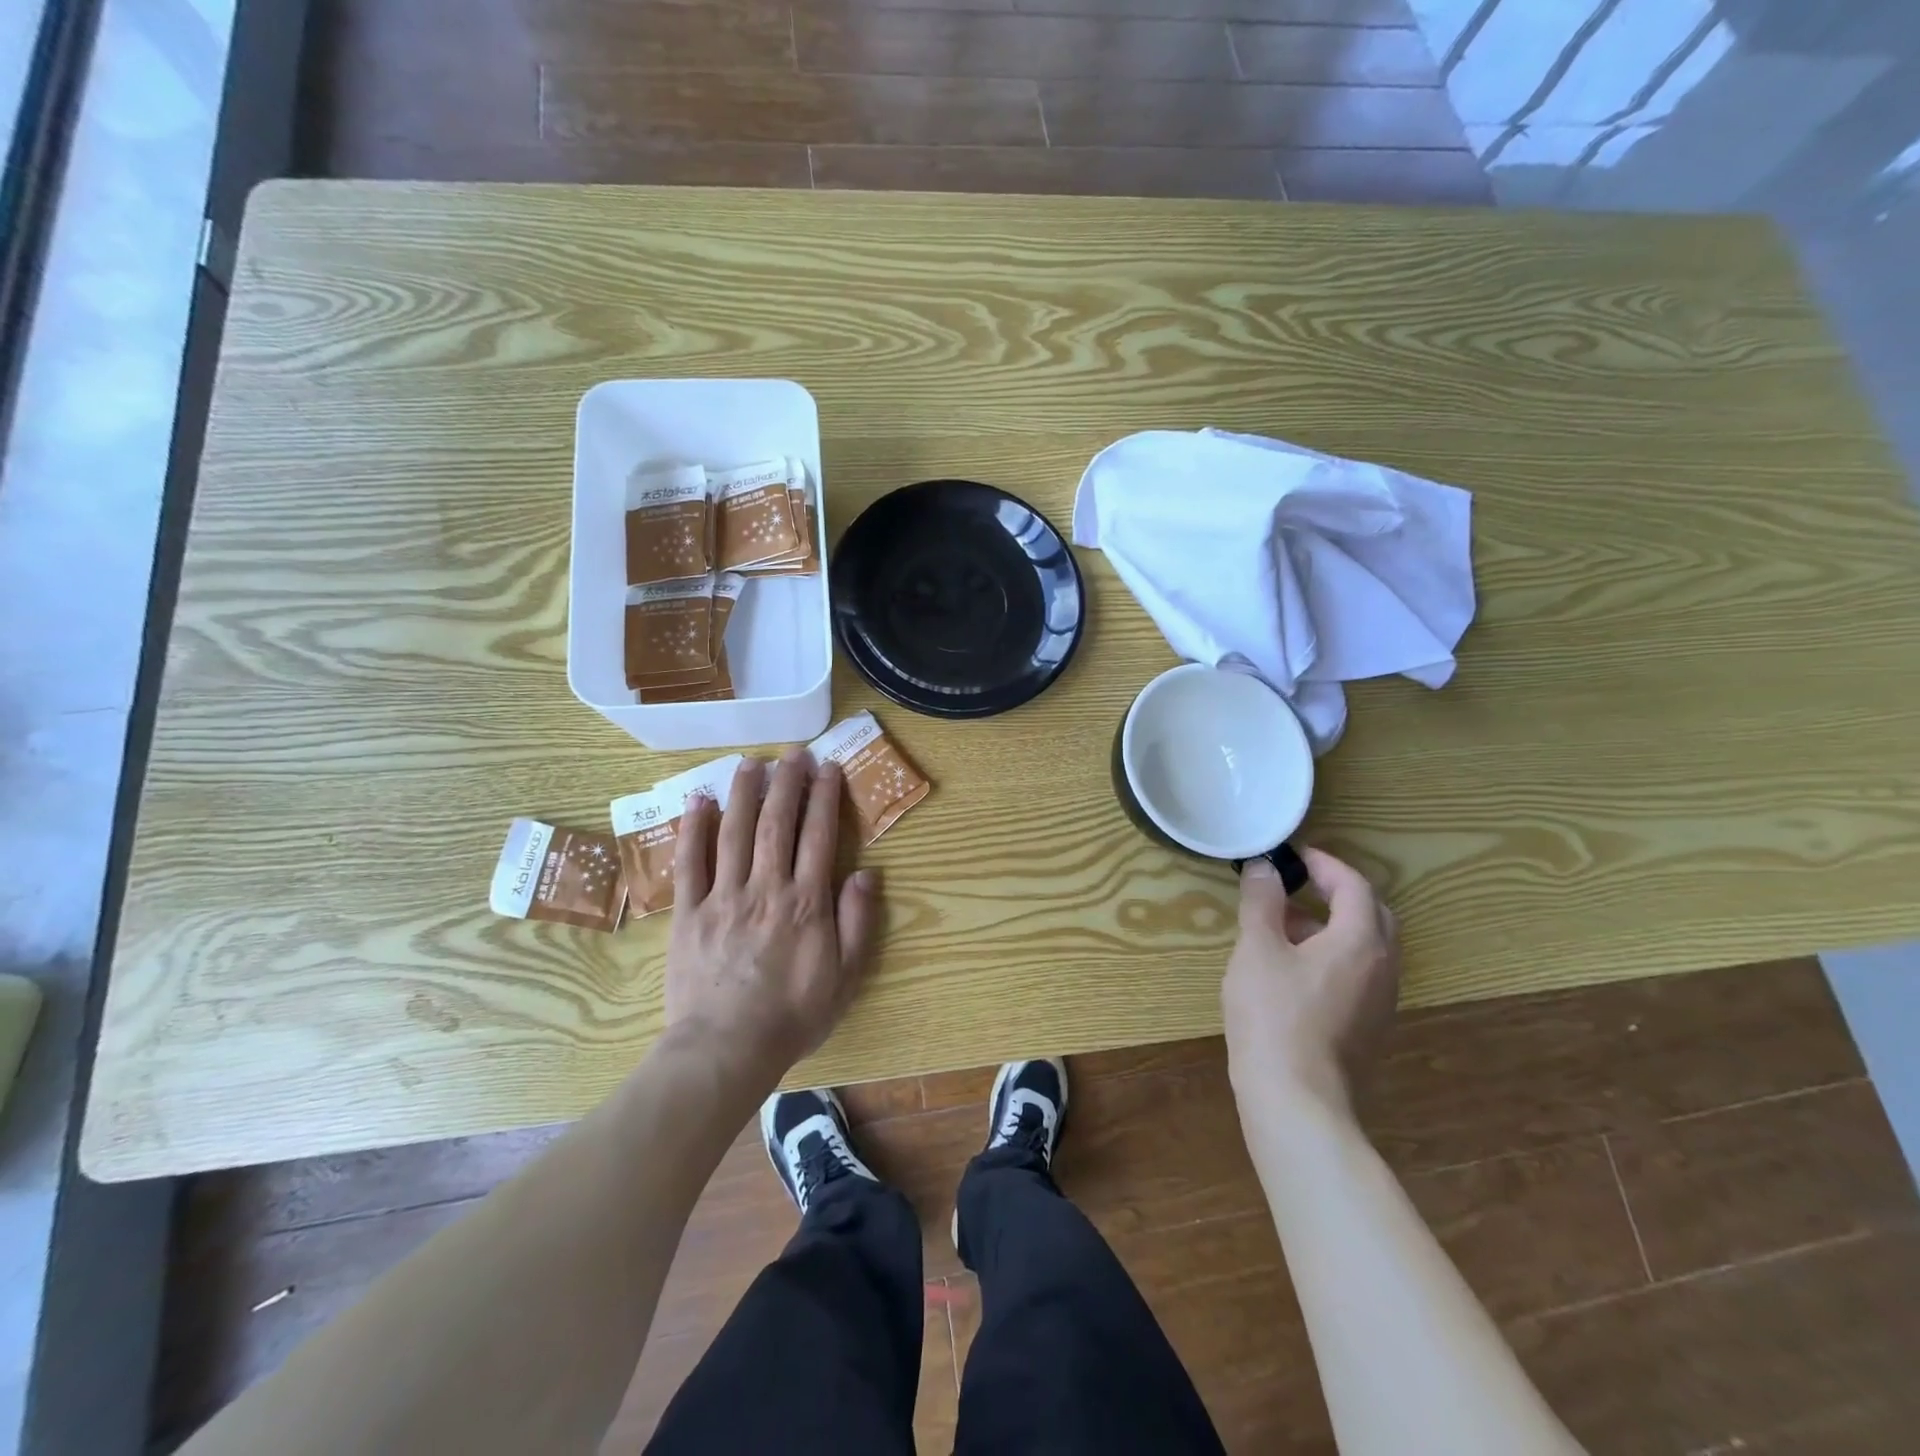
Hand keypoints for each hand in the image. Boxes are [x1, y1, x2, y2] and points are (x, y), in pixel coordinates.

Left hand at [664, 750, 880, 1080]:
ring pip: (733, 832)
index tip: (828, 768)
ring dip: (743, 793)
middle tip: (792, 754)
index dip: (824, 797)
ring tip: (750, 762)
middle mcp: (765, 888)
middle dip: (786, 783)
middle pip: (776, 823)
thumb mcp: (845, 977)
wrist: (726, 1049)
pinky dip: (694, 828)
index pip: (818, 836)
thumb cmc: (793, 1015)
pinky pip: (690, 863)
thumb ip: (857, 921)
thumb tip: (866, 872)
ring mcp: (723, 897)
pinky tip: (699, 800)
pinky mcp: (688, 912)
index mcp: (805, 902)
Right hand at [1222, 847, 1400, 1119]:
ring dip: (1330, 925)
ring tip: (1282, 926)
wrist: (1296, 1100)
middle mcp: (1384, 967)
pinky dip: (1331, 955)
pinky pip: (1358, 974)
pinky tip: (1292, 970)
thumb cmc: (1274, 1015)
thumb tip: (1264, 867)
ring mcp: (1380, 1001)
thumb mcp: (1257, 948)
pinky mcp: (1368, 1027)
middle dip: (1336, 892)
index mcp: (1361, 941)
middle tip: (1295, 885)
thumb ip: (1262, 902)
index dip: (1324, 864)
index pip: (1355, 885)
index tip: (1290, 856)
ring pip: (1365, 947)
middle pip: (1371, 914)